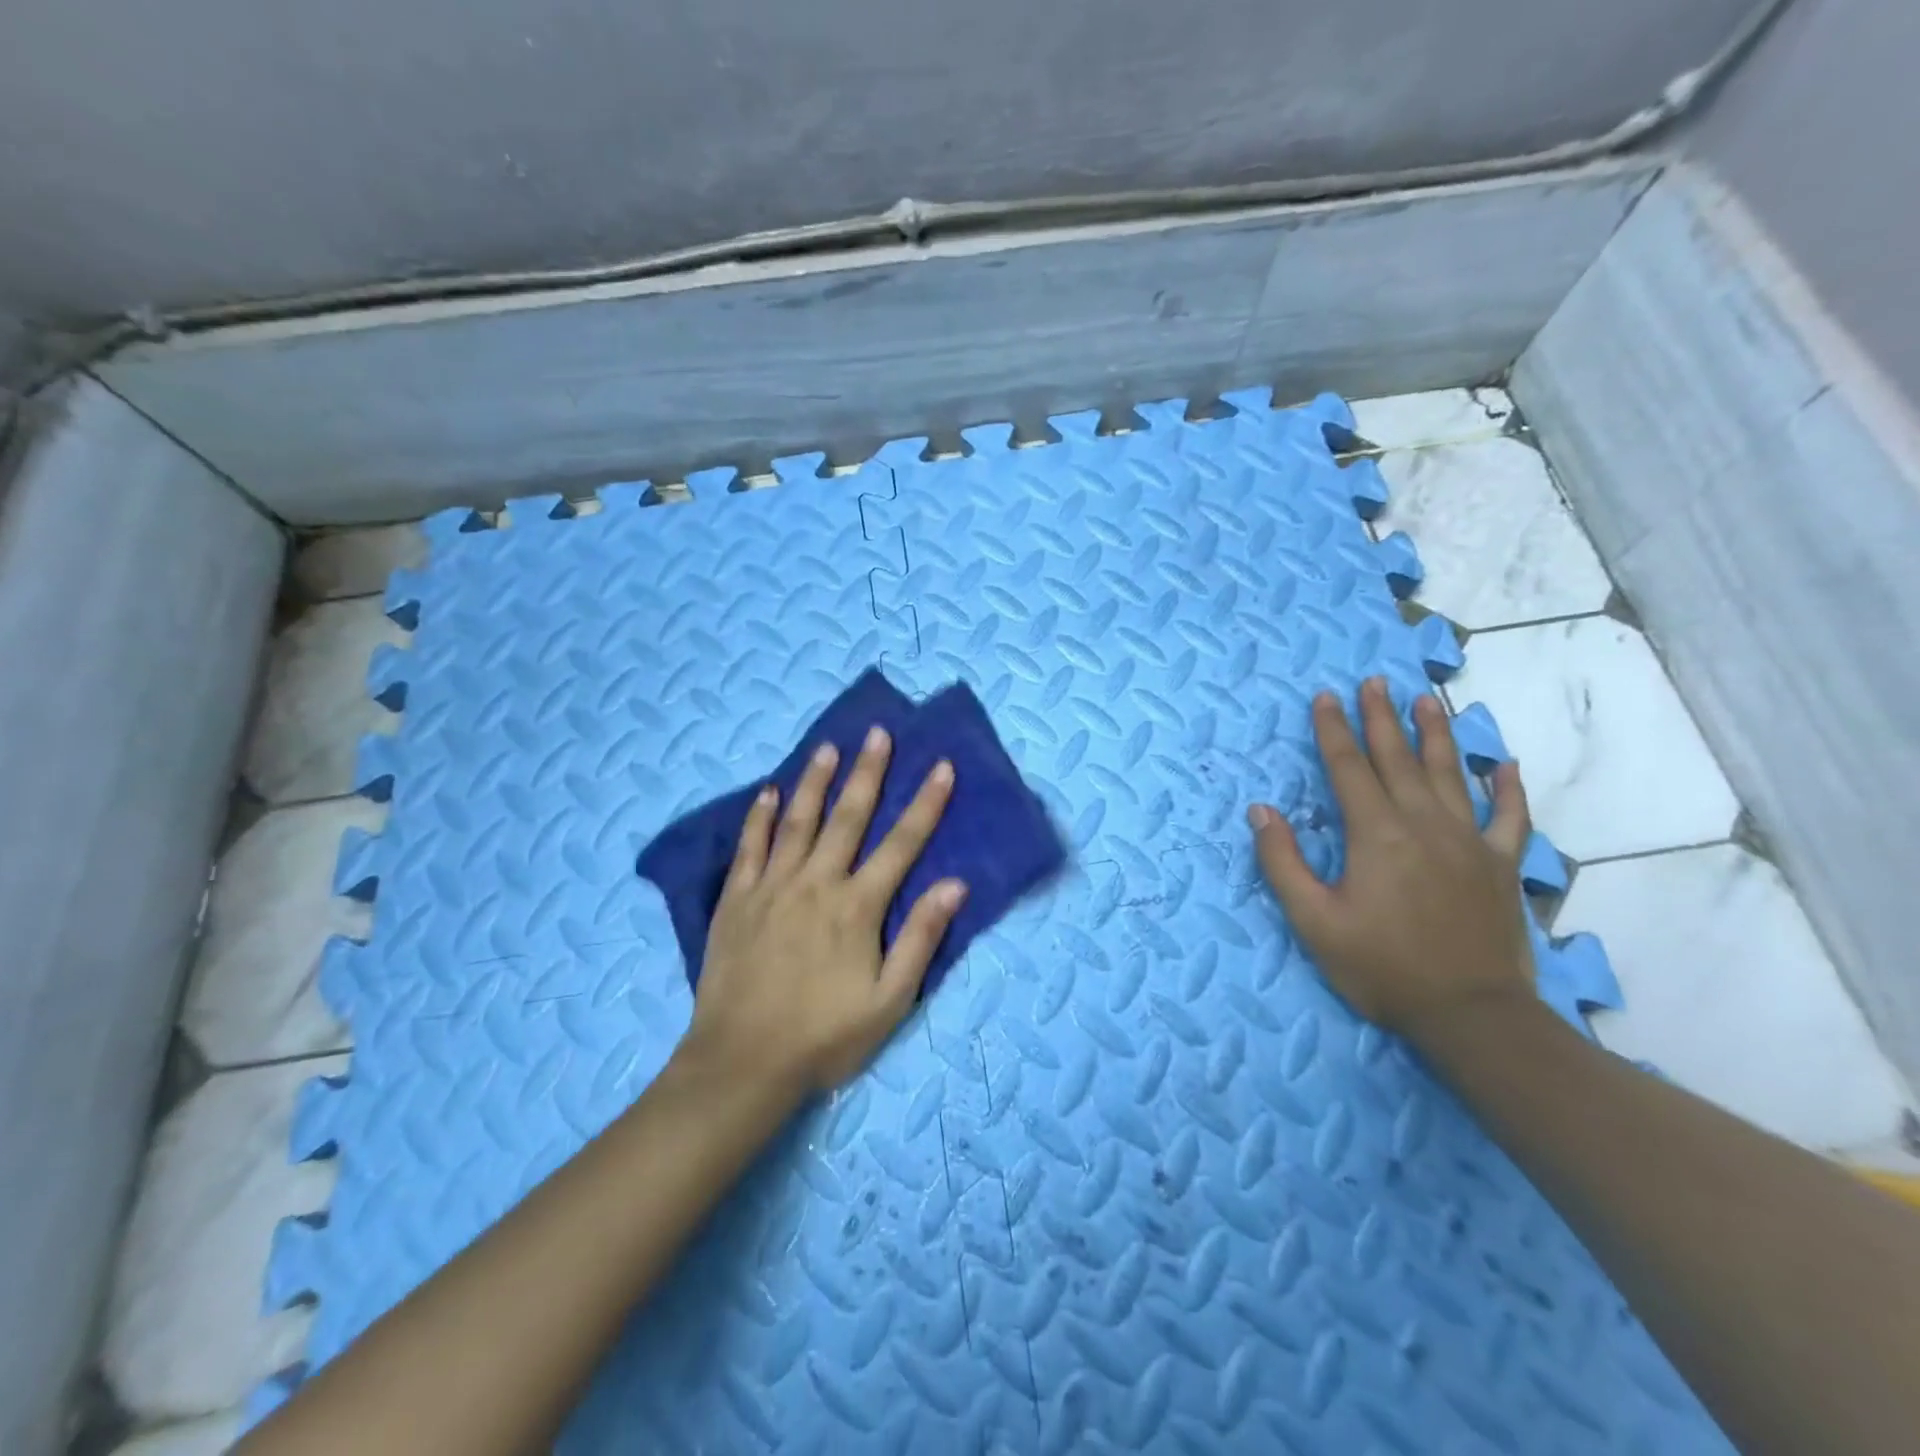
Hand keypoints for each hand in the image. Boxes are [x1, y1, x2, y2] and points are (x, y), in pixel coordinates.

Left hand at [684, 725, 966, 1094]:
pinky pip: (749, 847)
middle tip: (878, 733)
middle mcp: (816, 883)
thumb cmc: (824, 1036)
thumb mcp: (889, 1001)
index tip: (941, 766)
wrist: (741, 1063)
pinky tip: (767, 791)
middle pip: (848, 817)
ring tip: (828, 747)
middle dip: (868, 772)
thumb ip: (920, 939)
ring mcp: (771, 887)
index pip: (901, 844)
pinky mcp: (735, 900)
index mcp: (857, 907)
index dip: (926, 804)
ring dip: (815, 781)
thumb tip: (955, 885)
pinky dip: (759, 816)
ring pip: (798, 821)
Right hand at [1248, 677, 1533, 1038]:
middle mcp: (1423, 824)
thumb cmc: (1382, 967)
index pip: (1347, 767)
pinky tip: (1504, 765)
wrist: (1471, 1014)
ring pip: (1450, 774)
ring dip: (1436, 734)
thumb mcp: (1313, 920)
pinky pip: (1509, 817)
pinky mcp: (1502, 865)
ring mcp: (1469, 842)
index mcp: (1375, 834)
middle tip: (1373, 681)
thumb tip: (1262, 809)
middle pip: (1397, 758)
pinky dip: (1508, 789)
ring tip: (1426, 700)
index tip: (1325, 696)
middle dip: (1381, 717)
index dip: (1333, 730)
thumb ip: (1282, 861)